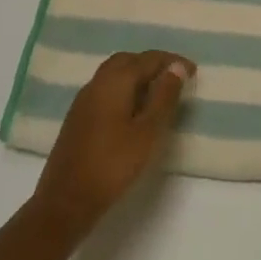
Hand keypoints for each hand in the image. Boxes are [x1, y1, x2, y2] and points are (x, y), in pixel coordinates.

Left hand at [33, 50, 193, 235]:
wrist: (67, 200)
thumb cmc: (114, 165)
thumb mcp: (148, 131)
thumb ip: (164, 97)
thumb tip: (176, 67)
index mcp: (114, 82)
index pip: (147, 59)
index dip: (171, 61)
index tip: (193, 71)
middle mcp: (96, 84)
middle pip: (126, 61)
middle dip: (152, 64)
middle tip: (175, 78)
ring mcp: (83, 101)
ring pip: (113, 74)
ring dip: (137, 76)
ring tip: (159, 93)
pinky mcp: (78, 118)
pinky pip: (105, 90)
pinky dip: (124, 89)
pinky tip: (134, 110)